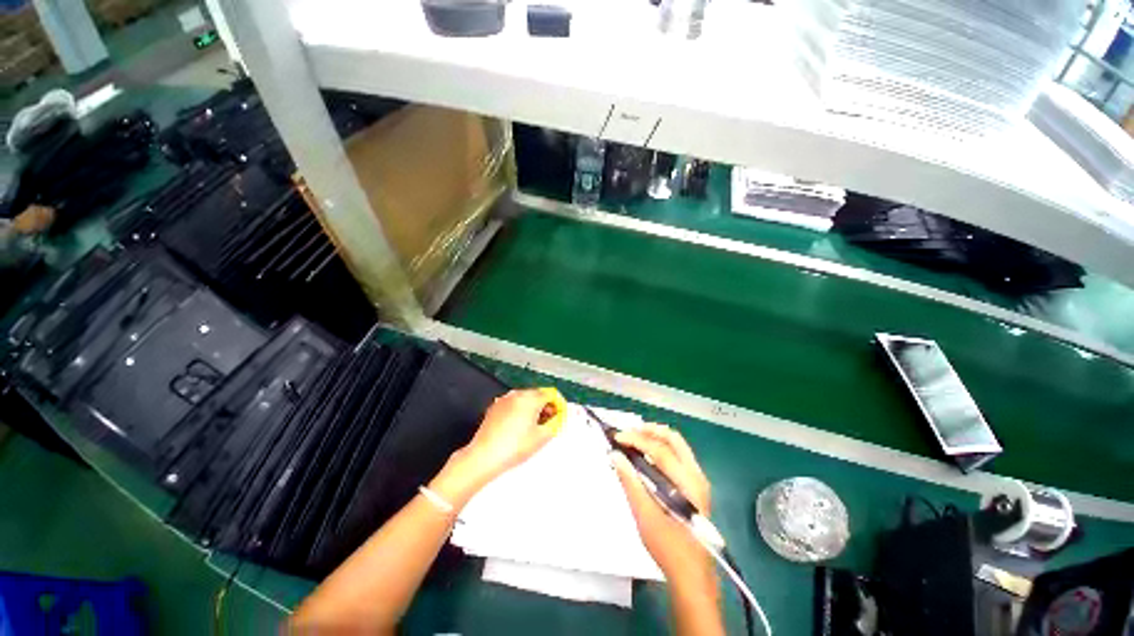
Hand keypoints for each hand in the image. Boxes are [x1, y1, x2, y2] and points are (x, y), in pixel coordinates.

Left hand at [432, 389, 557, 505]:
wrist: (484, 456)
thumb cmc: (514, 447)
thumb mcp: (541, 437)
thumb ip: (555, 423)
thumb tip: (557, 418)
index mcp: (530, 398)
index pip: (550, 394)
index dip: (558, 404)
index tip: (559, 414)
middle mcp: (517, 394)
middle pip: (537, 394)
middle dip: (545, 405)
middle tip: (548, 421)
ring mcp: (504, 400)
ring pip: (524, 398)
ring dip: (532, 407)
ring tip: (533, 425)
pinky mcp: (494, 407)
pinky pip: (512, 404)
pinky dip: (519, 410)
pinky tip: (518, 426)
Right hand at [612, 423, 714, 584]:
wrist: (692, 576)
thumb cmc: (668, 548)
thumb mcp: (644, 515)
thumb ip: (630, 482)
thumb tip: (615, 455)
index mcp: (688, 483)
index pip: (659, 451)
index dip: (636, 440)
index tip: (616, 437)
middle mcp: (697, 476)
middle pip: (673, 439)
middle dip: (649, 431)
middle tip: (628, 432)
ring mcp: (698, 480)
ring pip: (677, 445)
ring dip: (655, 437)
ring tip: (634, 438)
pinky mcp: (695, 486)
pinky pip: (678, 456)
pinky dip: (661, 449)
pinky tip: (647, 455)